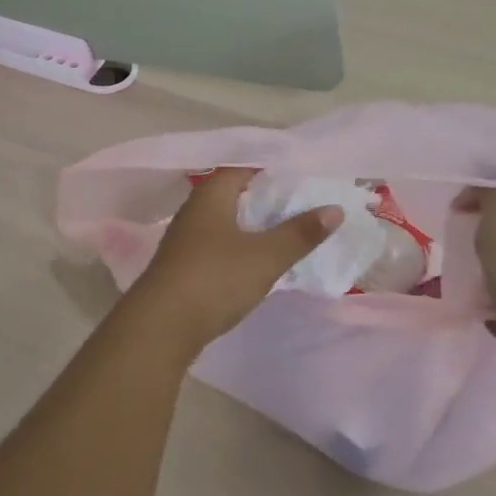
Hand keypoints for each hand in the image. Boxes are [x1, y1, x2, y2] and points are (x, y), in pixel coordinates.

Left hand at [125, 168, 340, 350]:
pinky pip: (218, 246)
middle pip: (234, 195)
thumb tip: (334, 208)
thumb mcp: (265, 256)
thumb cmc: (215, 278)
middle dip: (265, 200)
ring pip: (225, 223)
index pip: (243, 169)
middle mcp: (194, 211)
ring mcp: (185, 240)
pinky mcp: (183, 267)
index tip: (302, 179)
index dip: (272, 171)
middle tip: (301, 206)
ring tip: (285, 234)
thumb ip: (300, 233)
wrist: (161, 326)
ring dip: (252, 227)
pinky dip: (239, 249)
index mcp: (211, 195)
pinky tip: (256, 263)